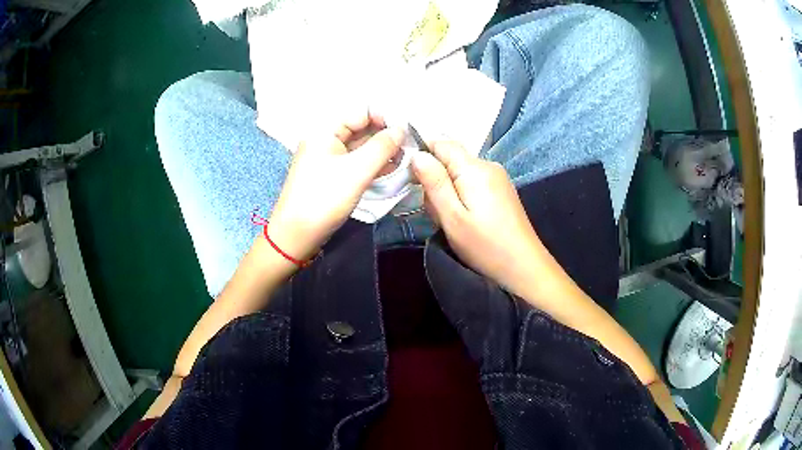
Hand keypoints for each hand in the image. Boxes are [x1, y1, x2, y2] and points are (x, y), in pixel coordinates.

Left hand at [268, 111, 404, 260]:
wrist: (296, 236)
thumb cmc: (324, 198)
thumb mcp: (357, 170)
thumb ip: (382, 146)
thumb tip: (401, 129)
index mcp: (325, 129)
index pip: (361, 112)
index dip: (385, 117)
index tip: (409, 129)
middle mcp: (325, 138)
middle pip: (361, 128)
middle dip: (386, 135)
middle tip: (412, 145)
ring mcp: (327, 157)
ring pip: (360, 146)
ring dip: (382, 151)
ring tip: (406, 158)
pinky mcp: (331, 174)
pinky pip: (355, 162)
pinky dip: (372, 163)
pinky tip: (392, 169)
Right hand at [410, 141, 548, 298]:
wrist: (523, 267)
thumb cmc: (485, 246)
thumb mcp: (452, 217)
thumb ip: (434, 183)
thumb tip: (417, 154)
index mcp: (475, 168)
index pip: (441, 143)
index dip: (422, 154)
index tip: (412, 180)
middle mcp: (488, 165)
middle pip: (450, 158)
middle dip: (435, 180)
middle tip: (437, 211)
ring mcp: (497, 177)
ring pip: (459, 172)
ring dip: (448, 191)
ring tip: (451, 220)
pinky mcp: (501, 190)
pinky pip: (472, 182)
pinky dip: (461, 196)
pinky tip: (465, 219)